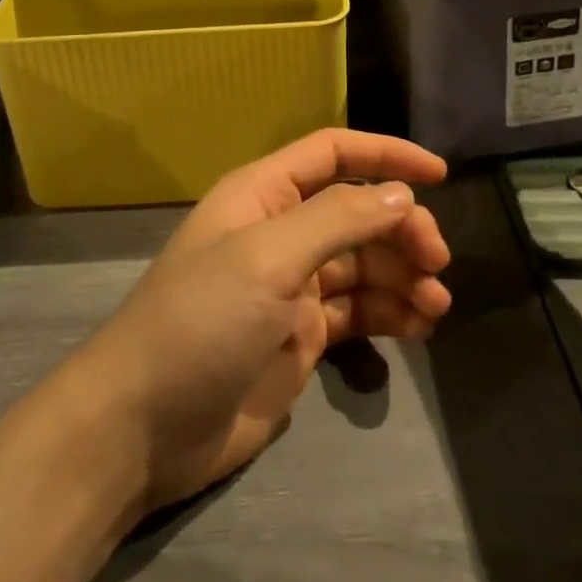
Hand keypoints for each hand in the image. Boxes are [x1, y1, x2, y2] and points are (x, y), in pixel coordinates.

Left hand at [63, 130, 449, 512]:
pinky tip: (418, 329)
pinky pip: (358, 312)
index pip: (333, 154)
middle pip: (357, 212)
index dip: (386, 156)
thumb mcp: (268, 258)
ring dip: (403, 275)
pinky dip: (390, 314)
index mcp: (264, 196)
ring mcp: (291, 288)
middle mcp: (280, 233)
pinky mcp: (300, 338)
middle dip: (401, 229)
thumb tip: (399, 194)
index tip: (439, 175)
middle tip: (437, 263)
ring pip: (363, 264)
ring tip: (435, 305)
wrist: (142, 428)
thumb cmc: (201, 321)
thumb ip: (338, 220)